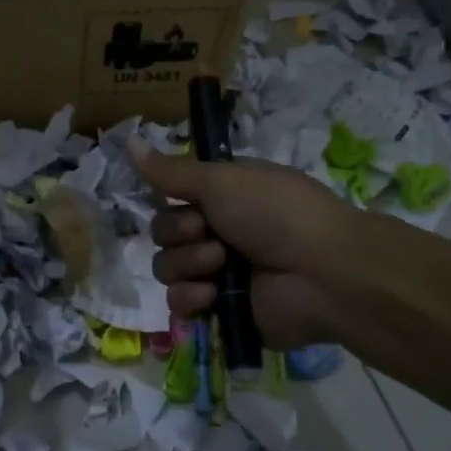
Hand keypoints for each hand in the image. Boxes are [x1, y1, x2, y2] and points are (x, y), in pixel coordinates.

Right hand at [128, 145, 353, 349]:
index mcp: (222, 199)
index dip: (174, 202)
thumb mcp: (221, 180)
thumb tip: (126, 139)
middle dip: (181, 234)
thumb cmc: (276, 213)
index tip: (194, 202)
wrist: (324, 272)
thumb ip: (170, 170)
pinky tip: (212, 294)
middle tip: (212, 233)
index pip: (171, 199)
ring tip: (221, 264)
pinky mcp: (221, 311)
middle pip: (162, 234)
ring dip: (188, 264)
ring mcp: (218, 275)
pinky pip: (179, 303)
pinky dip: (191, 297)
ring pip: (166, 268)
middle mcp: (218, 234)